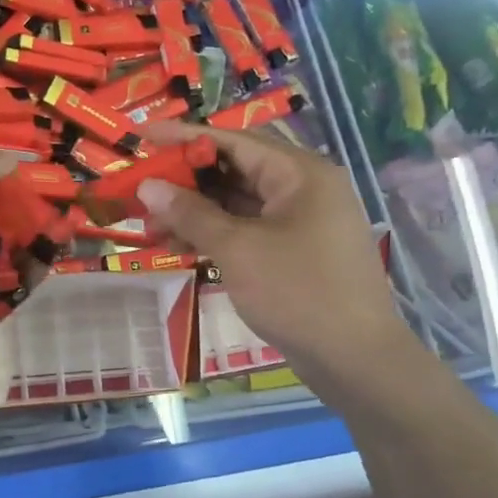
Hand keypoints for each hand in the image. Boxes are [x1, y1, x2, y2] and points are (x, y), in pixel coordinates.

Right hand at [135, 122, 410, 395]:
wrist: (356, 360)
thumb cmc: (298, 293)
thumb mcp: (238, 250)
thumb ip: (191, 214)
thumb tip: (148, 187)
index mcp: (299, 173)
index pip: (232, 140)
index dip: (183, 137)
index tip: (142, 138)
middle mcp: (304, 188)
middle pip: (235, 169)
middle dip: (186, 181)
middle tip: (141, 190)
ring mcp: (301, 222)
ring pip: (239, 203)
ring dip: (196, 211)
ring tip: (151, 226)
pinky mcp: (296, 251)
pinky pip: (249, 229)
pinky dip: (216, 234)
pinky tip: (181, 245)